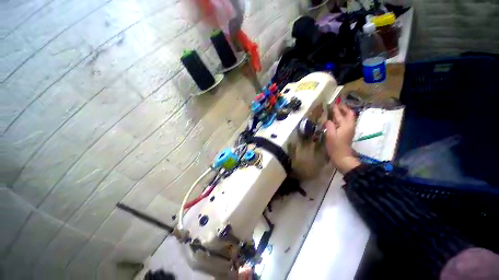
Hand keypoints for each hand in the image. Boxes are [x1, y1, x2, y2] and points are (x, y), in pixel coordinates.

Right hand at [325, 104, 359, 173]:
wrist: (342, 157)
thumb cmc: (336, 146)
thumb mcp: (330, 135)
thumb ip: (329, 126)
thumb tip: (328, 120)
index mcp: (346, 125)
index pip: (347, 113)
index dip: (342, 108)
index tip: (335, 103)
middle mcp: (349, 126)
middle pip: (348, 115)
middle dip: (342, 110)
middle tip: (335, 105)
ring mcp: (348, 131)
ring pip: (346, 119)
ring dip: (341, 114)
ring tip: (334, 111)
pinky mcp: (345, 134)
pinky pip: (343, 124)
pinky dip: (339, 120)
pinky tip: (333, 120)